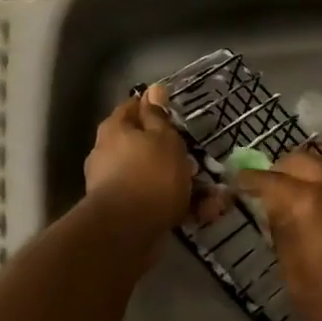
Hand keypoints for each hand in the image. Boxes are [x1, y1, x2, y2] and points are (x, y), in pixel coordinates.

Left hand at [83, 84, 198, 230]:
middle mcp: (108, 154)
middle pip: (145, 147)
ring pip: (154, 177)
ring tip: (213, 197)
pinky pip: (155, 202)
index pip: (134, 107)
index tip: (177, 118)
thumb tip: (153, 89)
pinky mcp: (124, 212)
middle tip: (198, 163)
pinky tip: (201, 214)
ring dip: (182, 185)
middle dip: (174, 156)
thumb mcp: (164, 138)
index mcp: (115, 130)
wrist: (127, 230)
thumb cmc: (150, 174)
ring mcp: (113, 184)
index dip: (156, 109)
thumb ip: (159, 116)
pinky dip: (177, 207)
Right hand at [237, 151, 321, 320]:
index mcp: (310, 203)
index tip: (237, 184)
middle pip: (298, 160)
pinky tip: (320, 201)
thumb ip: (282, 237)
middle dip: (278, 171)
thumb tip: (274, 212)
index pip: (270, 179)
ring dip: (304, 171)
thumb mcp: (296, 277)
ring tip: (293, 195)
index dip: (249, 181)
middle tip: (266, 191)